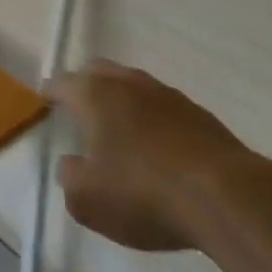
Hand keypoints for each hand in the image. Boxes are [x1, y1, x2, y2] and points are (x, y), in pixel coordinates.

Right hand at [44, 60, 262, 252]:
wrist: (226, 197)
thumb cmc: (144, 193)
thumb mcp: (88, 200)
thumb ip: (69, 178)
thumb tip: (71, 163)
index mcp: (95, 95)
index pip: (64, 83)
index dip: (52, 91)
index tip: (45, 98)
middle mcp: (129, 84)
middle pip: (100, 72)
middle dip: (86, 84)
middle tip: (79, 106)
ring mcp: (168, 96)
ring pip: (135, 86)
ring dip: (124, 100)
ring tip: (121, 126)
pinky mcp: (201, 115)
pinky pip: (165, 108)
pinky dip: (155, 119)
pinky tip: (160, 146)